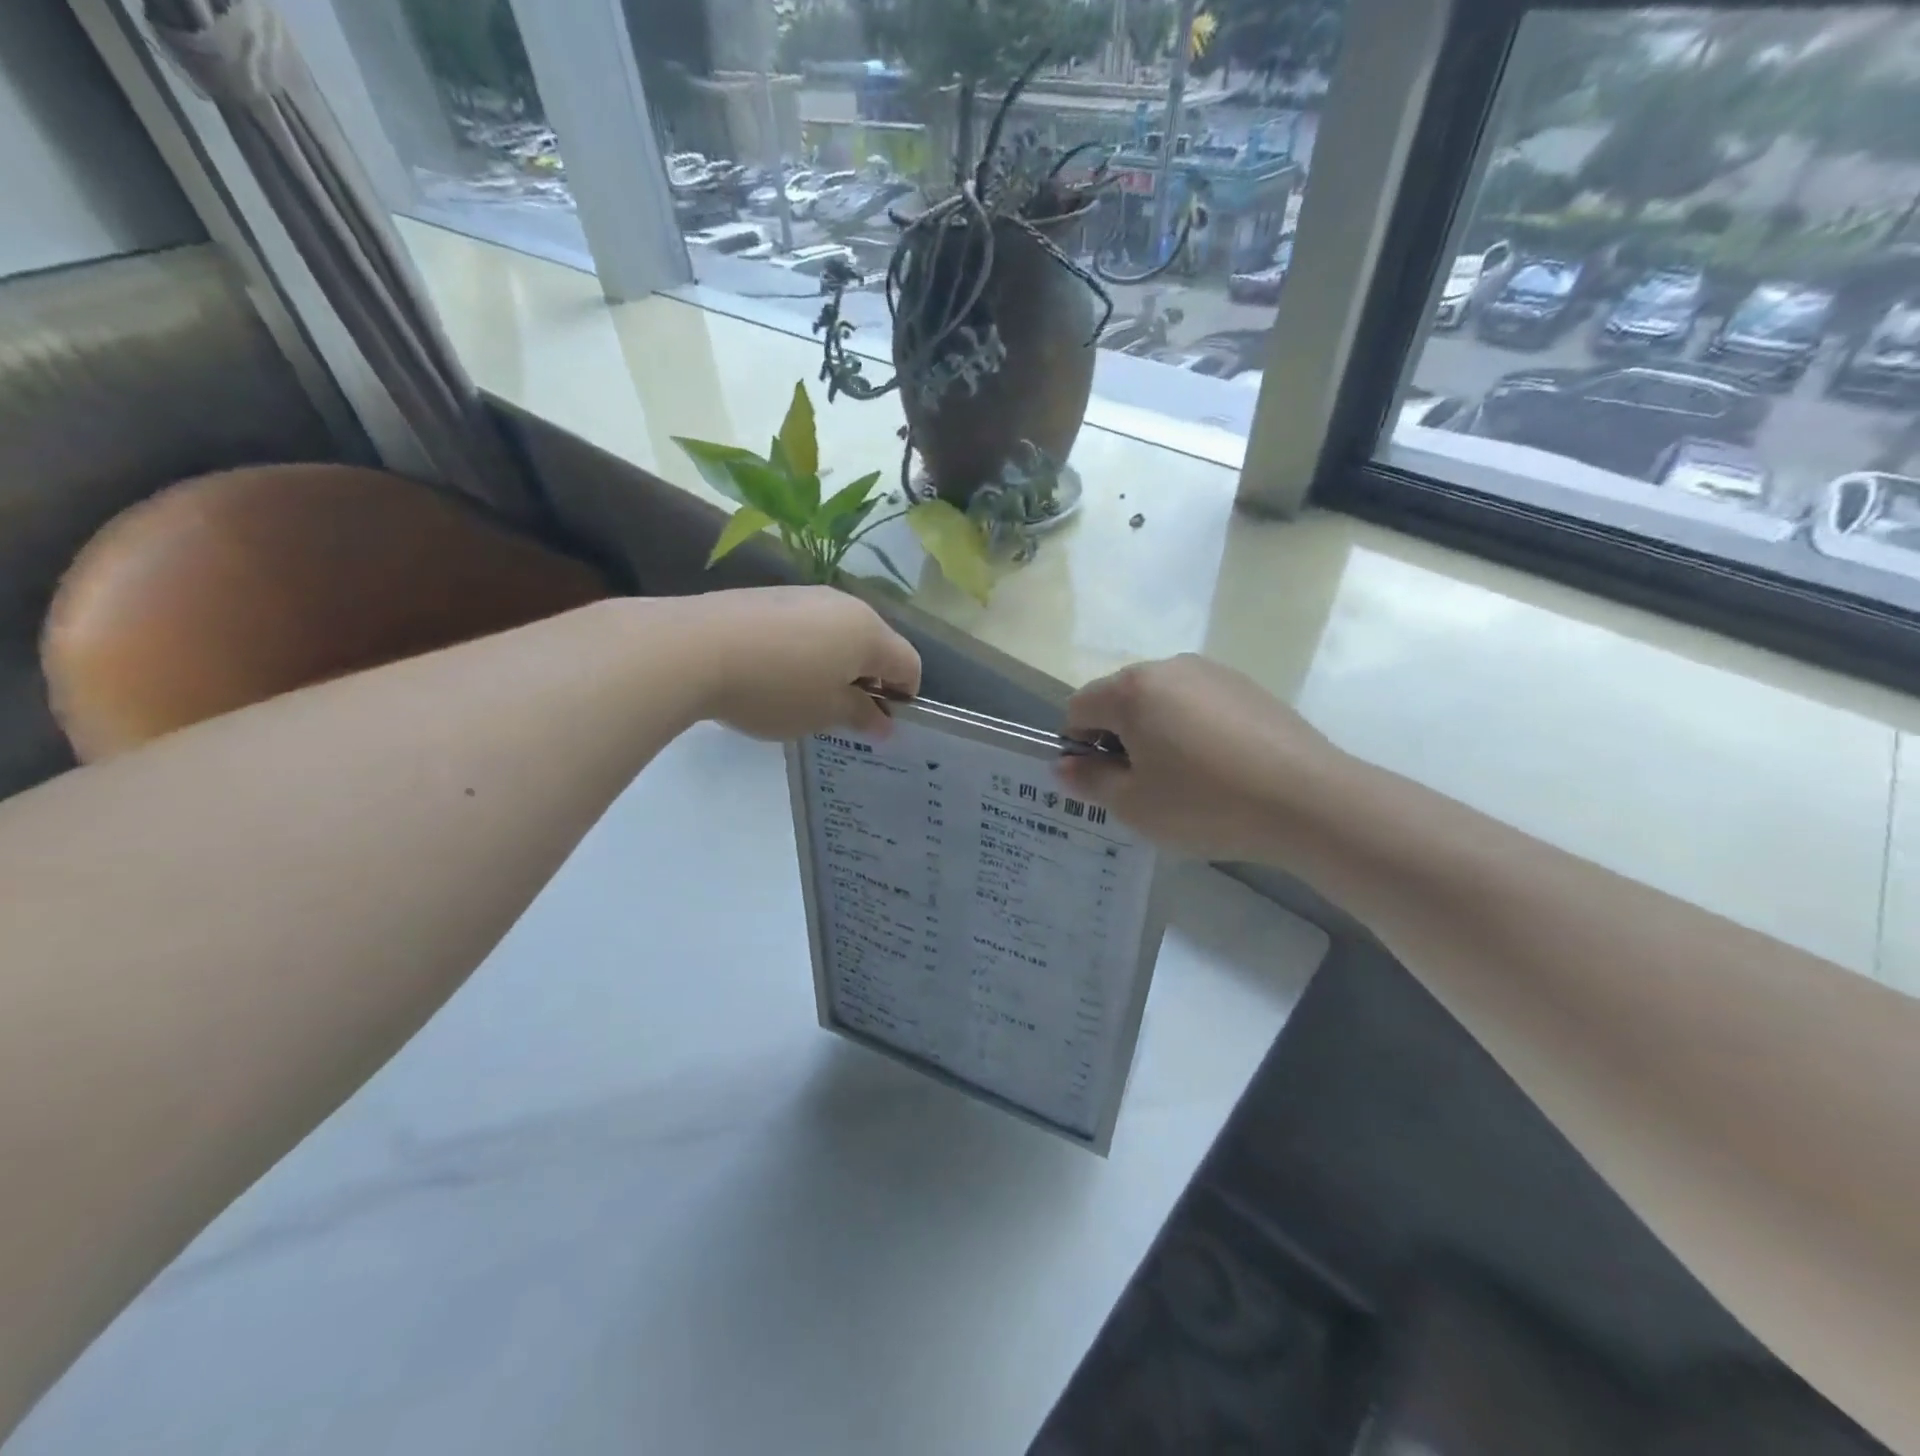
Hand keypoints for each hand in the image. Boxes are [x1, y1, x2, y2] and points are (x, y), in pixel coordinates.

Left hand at [676, 587, 920, 739]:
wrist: (693, 648)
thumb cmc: (775, 688)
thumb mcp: (823, 713)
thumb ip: (861, 715)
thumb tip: (884, 722)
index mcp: (869, 632)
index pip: (909, 664)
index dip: (904, 696)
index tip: (881, 723)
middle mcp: (845, 605)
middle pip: (875, 644)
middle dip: (868, 679)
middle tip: (842, 713)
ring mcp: (806, 595)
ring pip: (838, 633)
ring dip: (836, 665)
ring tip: (804, 696)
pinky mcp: (771, 596)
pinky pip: (806, 626)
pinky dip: (805, 651)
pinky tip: (774, 674)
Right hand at [1059, 655, 1340, 861]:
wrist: (1308, 801)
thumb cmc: (1205, 804)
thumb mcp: (1133, 805)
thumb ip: (1089, 780)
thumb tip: (1065, 765)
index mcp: (1132, 690)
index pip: (1079, 708)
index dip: (1079, 747)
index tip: (1104, 782)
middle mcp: (1168, 667)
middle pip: (1120, 699)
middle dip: (1119, 738)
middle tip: (1145, 786)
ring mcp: (1213, 673)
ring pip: (1161, 701)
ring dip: (1157, 733)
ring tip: (1187, 780)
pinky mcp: (1248, 687)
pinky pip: (1199, 704)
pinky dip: (1193, 730)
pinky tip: (1221, 768)